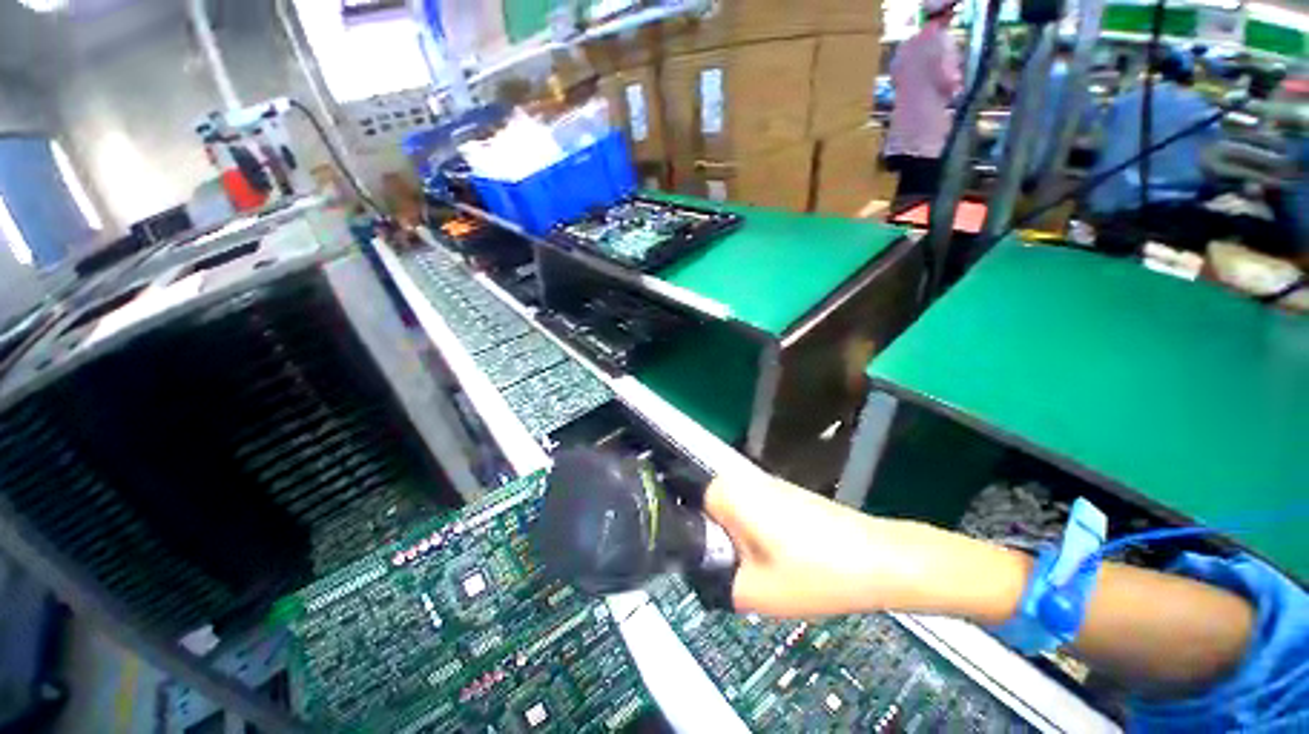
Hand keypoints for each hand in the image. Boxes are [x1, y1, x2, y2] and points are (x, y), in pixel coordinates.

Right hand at [703, 471, 1031, 622]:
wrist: (880, 559)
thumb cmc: (816, 572)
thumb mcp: (755, 593)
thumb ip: (716, 584)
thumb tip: (702, 578)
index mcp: (727, 492)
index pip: (685, 508)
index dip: (690, 540)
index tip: (704, 567)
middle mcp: (741, 479)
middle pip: (709, 513)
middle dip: (716, 544)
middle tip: (734, 574)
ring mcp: (766, 485)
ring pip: (733, 515)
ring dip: (737, 542)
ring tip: (760, 572)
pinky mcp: (785, 495)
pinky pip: (754, 514)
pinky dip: (757, 537)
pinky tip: (780, 562)